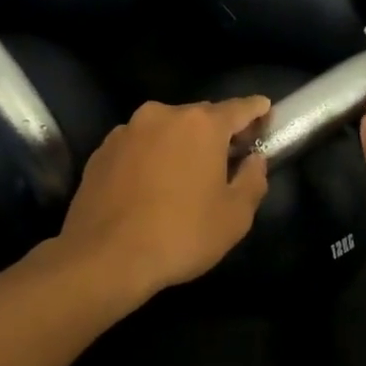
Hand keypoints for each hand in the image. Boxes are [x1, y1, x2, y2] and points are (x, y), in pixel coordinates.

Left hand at [54, 97, 271, 301]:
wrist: (104, 257)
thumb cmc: (180, 235)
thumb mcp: (235, 216)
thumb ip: (253, 180)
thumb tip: (254, 160)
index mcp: (201, 125)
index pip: (239, 108)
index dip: (256, 110)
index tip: (265, 111)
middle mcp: (161, 116)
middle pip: (199, 116)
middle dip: (215, 132)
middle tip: (227, 156)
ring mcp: (126, 132)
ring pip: (164, 130)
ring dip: (178, 145)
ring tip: (184, 175)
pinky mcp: (101, 152)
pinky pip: (137, 147)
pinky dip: (150, 158)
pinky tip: (150, 186)